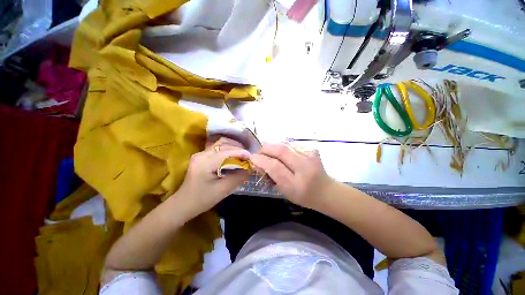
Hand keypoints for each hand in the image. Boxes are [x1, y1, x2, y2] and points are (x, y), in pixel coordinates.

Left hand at [176, 137, 249, 216]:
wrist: (184, 204)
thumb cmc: (202, 199)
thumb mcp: (222, 191)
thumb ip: (238, 178)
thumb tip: (250, 168)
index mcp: (204, 163)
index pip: (225, 152)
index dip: (240, 152)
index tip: (251, 157)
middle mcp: (201, 154)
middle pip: (223, 144)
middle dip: (238, 148)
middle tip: (248, 156)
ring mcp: (200, 154)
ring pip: (220, 143)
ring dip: (233, 146)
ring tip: (243, 154)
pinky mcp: (202, 156)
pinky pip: (218, 147)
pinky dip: (228, 149)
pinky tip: (234, 154)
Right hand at [250, 143, 334, 208]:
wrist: (326, 191)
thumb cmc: (303, 196)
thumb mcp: (285, 191)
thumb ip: (272, 176)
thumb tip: (259, 162)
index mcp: (297, 184)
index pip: (275, 166)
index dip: (261, 160)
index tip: (252, 157)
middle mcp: (305, 167)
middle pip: (281, 150)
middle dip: (266, 148)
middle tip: (260, 152)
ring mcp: (310, 155)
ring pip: (285, 144)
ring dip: (274, 146)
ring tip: (269, 152)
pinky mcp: (312, 149)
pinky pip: (292, 144)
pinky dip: (283, 147)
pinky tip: (283, 153)